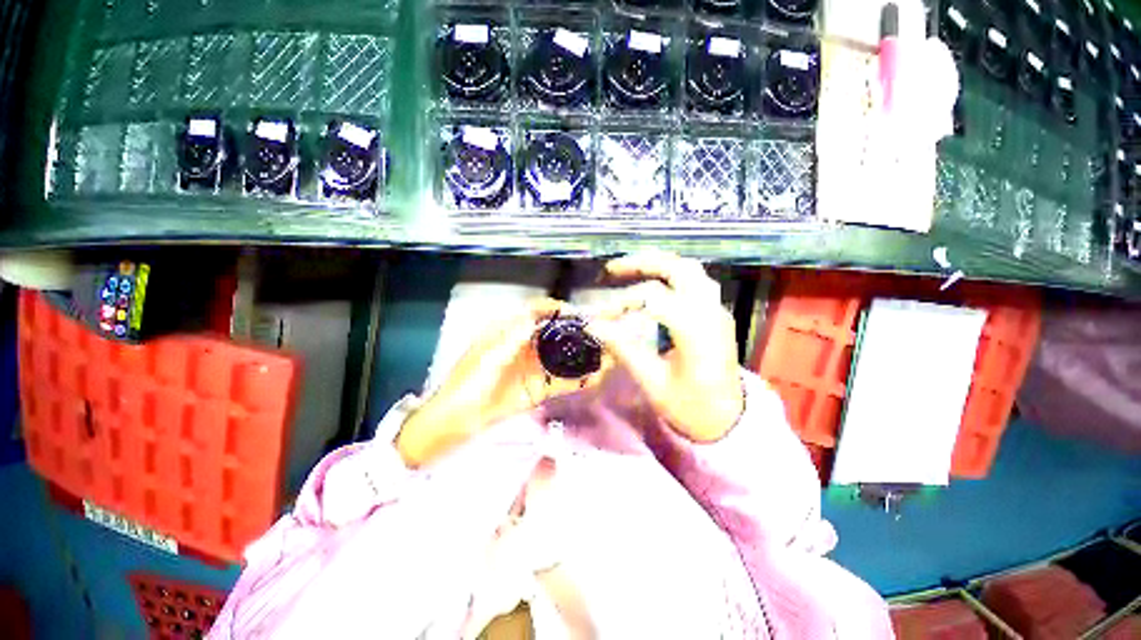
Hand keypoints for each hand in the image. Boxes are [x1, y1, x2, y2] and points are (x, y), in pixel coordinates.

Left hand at [396, 299, 590, 467]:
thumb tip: (539, 312)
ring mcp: (532, 368)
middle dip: (575, 331)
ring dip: (580, 355)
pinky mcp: (537, 389)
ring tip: (603, 353)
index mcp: (508, 332)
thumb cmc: (470, 382)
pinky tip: (593, 379)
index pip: (536, 312)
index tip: (576, 313)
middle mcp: (523, 346)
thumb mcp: (491, 353)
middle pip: (553, 332)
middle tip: (598, 332)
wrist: (458, 421)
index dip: (556, 309)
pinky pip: (560, 382)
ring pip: (561, 356)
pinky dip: (577, 380)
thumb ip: (516, 333)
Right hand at [587, 252, 743, 442]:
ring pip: (691, 270)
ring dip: (659, 264)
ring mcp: (718, 310)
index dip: (621, 302)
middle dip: (643, 263)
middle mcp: (711, 313)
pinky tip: (652, 282)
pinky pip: (696, 281)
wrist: (729, 420)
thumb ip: (624, 348)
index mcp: (697, 331)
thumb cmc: (691, 407)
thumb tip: (593, 325)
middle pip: (679, 269)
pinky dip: (671, 274)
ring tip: (630, 268)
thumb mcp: (653, 383)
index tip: (599, 317)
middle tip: (613, 269)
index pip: (653, 298)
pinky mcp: (717, 314)